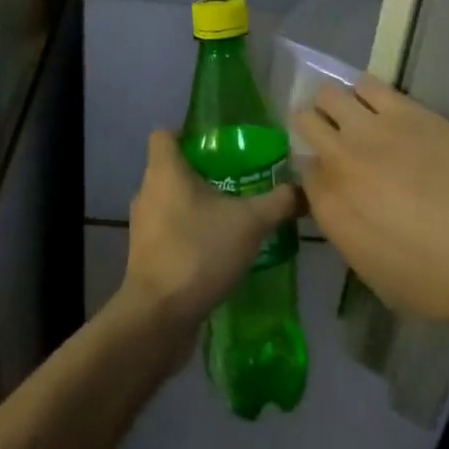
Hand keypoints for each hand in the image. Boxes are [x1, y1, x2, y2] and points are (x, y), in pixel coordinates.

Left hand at [118, 131, 299, 334]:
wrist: (160, 315)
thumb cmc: (199, 252)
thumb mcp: (250, 223)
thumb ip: (278, 202)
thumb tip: (305, 190)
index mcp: (164, 171)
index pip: (165, 134)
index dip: (188, 134)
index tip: (218, 144)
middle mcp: (147, 192)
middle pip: (171, 169)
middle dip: (202, 172)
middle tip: (238, 179)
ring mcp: (143, 227)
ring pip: (170, 202)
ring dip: (197, 205)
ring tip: (233, 214)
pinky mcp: (146, 256)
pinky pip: (170, 232)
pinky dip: (190, 233)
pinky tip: (219, 249)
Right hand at [294, 75, 448, 326]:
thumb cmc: (437, 281)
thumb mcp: (376, 275)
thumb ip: (348, 233)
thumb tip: (344, 209)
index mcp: (329, 206)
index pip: (303, 170)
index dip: (315, 170)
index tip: (328, 175)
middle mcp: (339, 160)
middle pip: (306, 121)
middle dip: (313, 125)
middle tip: (331, 134)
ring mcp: (371, 129)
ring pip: (331, 94)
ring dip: (337, 104)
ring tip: (355, 114)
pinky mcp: (406, 110)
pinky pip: (369, 85)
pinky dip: (367, 92)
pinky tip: (380, 103)